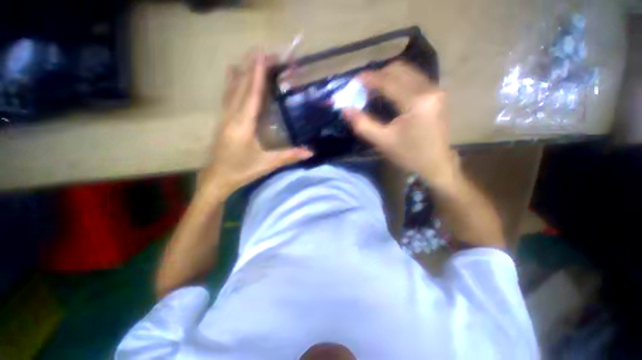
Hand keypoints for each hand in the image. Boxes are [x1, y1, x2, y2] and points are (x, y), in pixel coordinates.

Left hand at [198, 52, 312, 197]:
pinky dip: (233, 81)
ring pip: (232, 88)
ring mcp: (224, 116)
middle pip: (241, 85)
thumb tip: (311, 152)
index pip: (252, 94)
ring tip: (251, 57)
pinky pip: (228, 95)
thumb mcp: (267, 164)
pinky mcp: (222, 119)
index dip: (258, 74)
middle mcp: (232, 115)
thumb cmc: (242, 170)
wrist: (216, 178)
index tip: (263, 55)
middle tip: (264, 51)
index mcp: (243, 124)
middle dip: (252, 67)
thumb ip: (289, 156)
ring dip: (242, 70)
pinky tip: (234, 72)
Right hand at [343, 61, 457, 187]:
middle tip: (363, 87)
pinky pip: (414, 79)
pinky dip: (398, 81)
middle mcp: (430, 89)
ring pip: (408, 72)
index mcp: (417, 102)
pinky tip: (388, 92)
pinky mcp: (437, 94)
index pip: (389, 81)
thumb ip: (362, 124)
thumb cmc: (408, 155)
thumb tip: (345, 109)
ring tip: (373, 89)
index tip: (354, 81)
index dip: (369, 79)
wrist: (436, 164)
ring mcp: (436, 90)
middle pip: (400, 70)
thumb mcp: (382, 141)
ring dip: (388, 77)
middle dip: (378, 75)